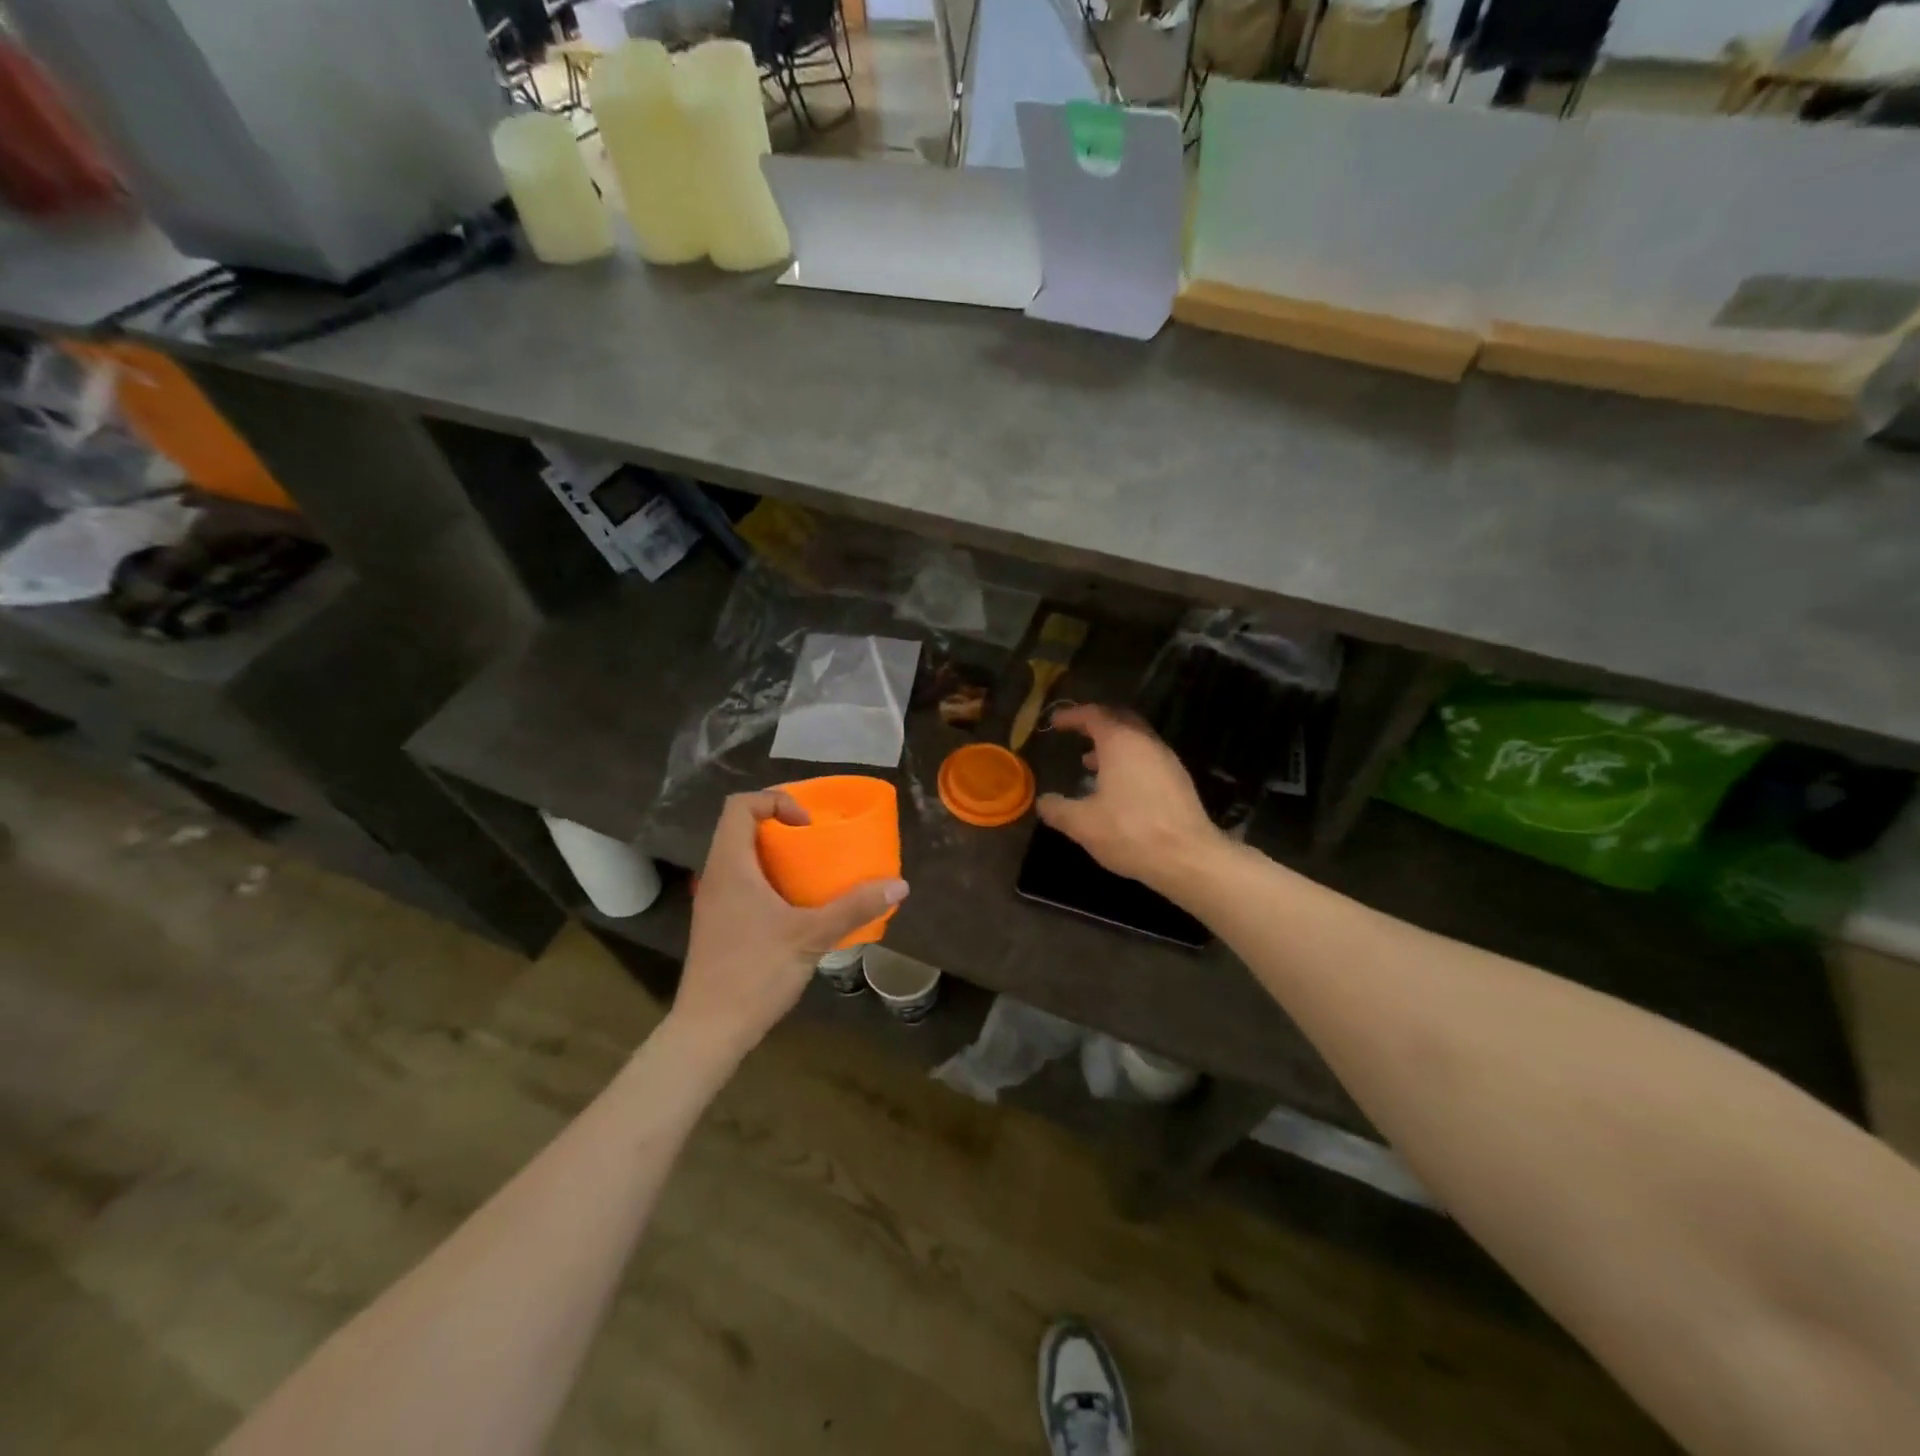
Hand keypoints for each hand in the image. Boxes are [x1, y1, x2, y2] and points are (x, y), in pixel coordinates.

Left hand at [672, 790, 909, 1059]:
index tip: (807, 826)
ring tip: (812, 870)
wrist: (709, 1031)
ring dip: (775, 855)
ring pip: (741, 858)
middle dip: (780, 826)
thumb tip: (899, 885)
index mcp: (731, 866)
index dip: (775, 801)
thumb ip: (854, 907)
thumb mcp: (811, 936)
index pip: (740, 806)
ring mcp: (713, 902)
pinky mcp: (718, 925)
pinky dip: (769, 880)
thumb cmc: (755, 973)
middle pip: (740, 829)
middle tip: (816, 841)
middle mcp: (716, 876)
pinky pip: (742, 884)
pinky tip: (796, 907)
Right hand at [1036, 705, 1222, 895]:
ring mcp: (1167, 761)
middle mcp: (1146, 743)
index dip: (1072, 715)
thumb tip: (1043, 802)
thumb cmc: (1130, 832)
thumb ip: (1058, 809)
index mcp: (1121, 742)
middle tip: (1076, 734)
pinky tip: (1118, 789)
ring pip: (1136, 741)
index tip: (1055, 722)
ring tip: (1089, 764)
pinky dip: (1128, 763)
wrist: (1188, 858)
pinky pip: (1148, 759)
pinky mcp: (1179, 781)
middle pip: (1119, 721)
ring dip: (1112, 746)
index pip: (1094, 715)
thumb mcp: (1082, 824)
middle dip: (1095, 725)